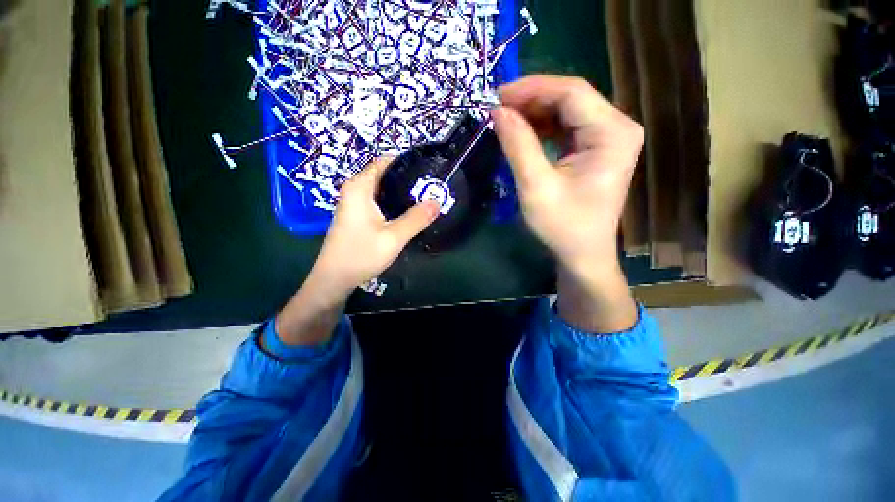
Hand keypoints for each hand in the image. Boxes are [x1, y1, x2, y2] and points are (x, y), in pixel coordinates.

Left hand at [312, 156, 439, 296]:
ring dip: (401, 192)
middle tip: (430, 187)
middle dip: (407, 178)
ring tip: (424, 198)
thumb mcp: (394, 237)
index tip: (427, 169)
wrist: (334, 279)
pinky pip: (378, 201)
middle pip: (383, 175)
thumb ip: (416, 218)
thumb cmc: (361, 255)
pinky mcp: (356, 216)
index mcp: (359, 188)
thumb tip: (437, 201)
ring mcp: (353, 204)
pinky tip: (407, 212)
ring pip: (381, 189)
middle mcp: (354, 190)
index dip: (405, 162)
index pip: (384, 161)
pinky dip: (393, 203)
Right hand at [492, 75, 642, 331]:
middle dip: (530, 100)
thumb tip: (497, 111)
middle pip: (570, 98)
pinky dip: (541, 128)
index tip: (496, 95)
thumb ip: (518, 145)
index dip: (531, 88)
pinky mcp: (595, 149)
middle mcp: (616, 127)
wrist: (582, 254)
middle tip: (496, 108)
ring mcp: (607, 138)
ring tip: (504, 120)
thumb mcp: (536, 186)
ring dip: (533, 113)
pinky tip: (521, 133)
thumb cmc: (563, 226)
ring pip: (566, 111)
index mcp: (612, 133)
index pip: (571, 92)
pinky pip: (566, 128)